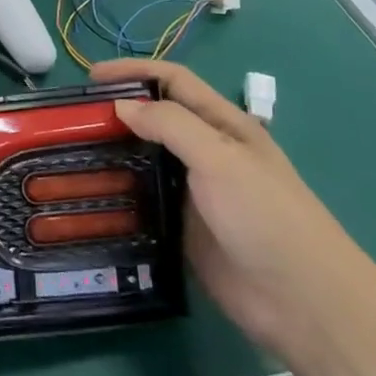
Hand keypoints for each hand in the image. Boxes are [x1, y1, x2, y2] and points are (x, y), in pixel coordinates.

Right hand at [94, 60, 365, 356]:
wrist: (303, 304)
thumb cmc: (266, 217)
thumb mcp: (220, 158)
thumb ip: (171, 125)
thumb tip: (122, 106)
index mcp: (223, 125)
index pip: (173, 81)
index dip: (134, 71)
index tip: (91, 78)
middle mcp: (208, 152)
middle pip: (156, 119)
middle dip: (118, 111)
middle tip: (72, 120)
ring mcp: (196, 193)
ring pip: (146, 161)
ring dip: (115, 154)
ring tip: (71, 155)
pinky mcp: (184, 230)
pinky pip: (146, 202)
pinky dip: (121, 194)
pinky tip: (92, 197)